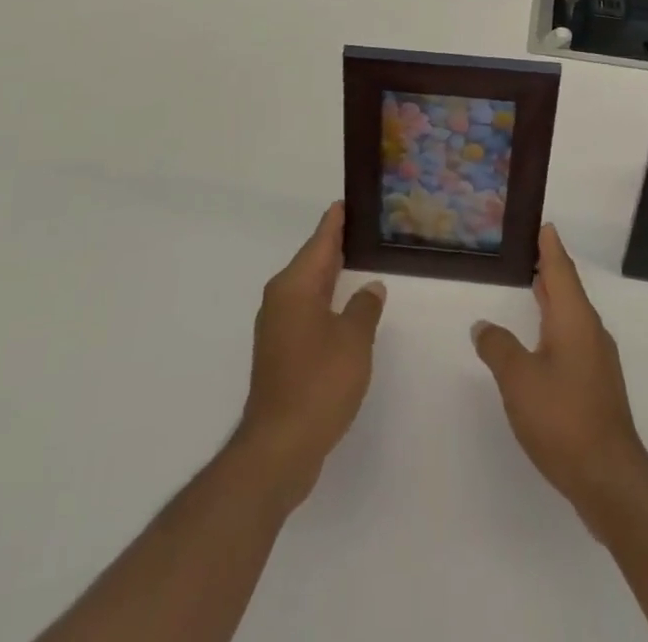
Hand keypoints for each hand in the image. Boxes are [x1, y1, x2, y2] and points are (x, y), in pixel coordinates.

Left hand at [236, 201, 386, 511]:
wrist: (279, 447)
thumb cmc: (319, 383)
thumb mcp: (353, 340)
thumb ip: (364, 307)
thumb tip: (370, 287)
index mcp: (295, 286)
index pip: (320, 241)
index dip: (336, 221)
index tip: (347, 200)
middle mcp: (281, 298)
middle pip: (312, 260)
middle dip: (336, 244)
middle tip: (364, 227)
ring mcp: (277, 326)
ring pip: (309, 287)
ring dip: (331, 274)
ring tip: (361, 260)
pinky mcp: (280, 351)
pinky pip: (307, 309)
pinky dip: (326, 300)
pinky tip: (346, 306)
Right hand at [472, 224, 647, 524]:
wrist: (609, 479)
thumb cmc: (562, 418)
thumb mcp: (518, 379)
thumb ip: (498, 347)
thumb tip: (483, 325)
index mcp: (574, 319)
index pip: (560, 269)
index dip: (550, 246)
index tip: (544, 224)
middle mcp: (590, 331)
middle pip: (568, 288)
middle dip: (550, 267)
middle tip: (531, 247)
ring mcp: (596, 360)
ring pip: (571, 314)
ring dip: (553, 296)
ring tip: (534, 283)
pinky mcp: (596, 385)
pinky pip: (573, 337)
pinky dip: (556, 323)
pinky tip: (542, 337)